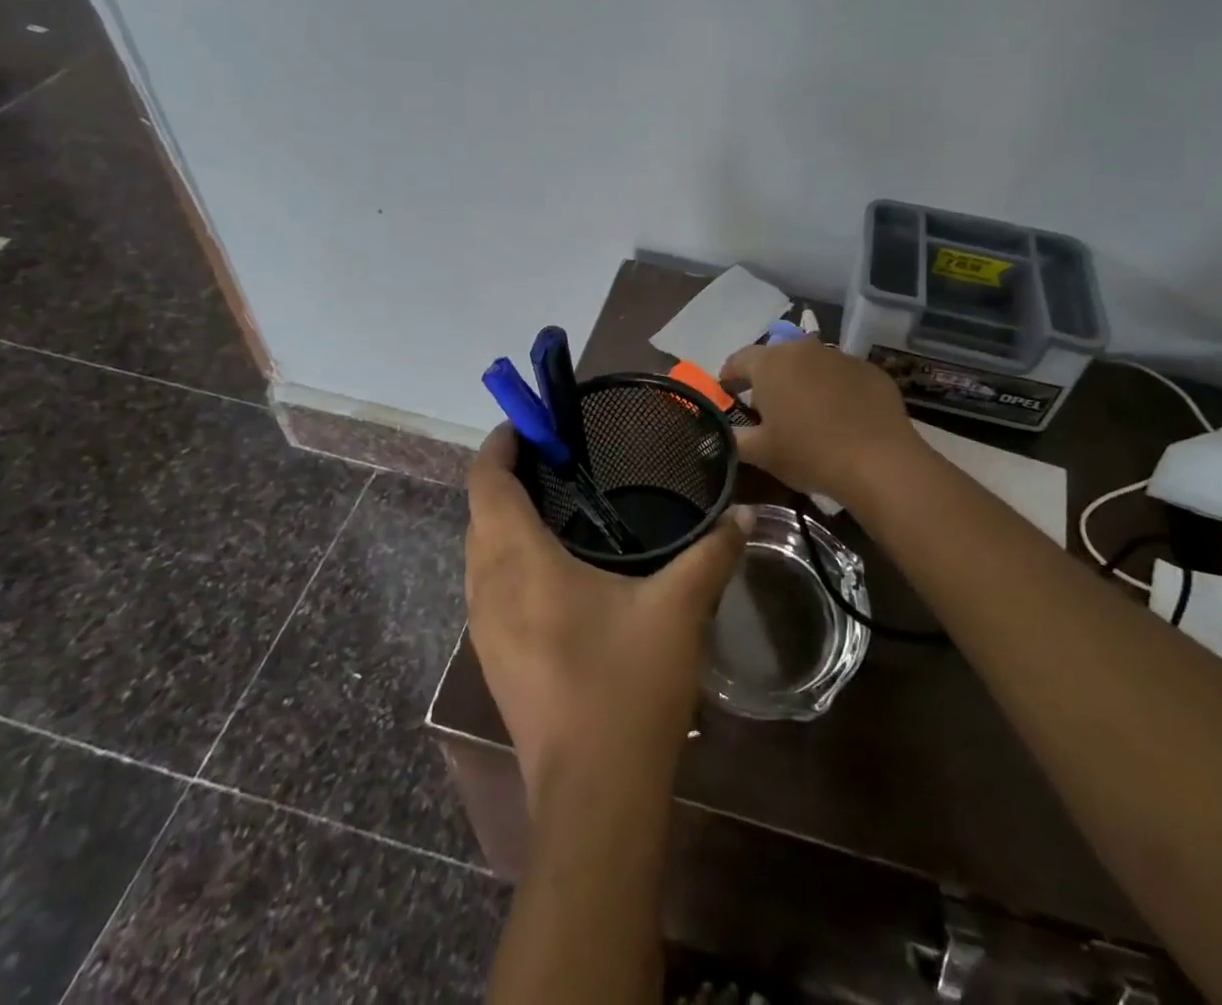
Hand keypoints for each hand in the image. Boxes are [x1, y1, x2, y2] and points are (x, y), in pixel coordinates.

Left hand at [465, 427, 751, 806]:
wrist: (594, 798)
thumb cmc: (627, 688)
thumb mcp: (679, 609)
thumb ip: (712, 552)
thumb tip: (742, 512)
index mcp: (519, 563)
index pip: (487, 483)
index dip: (501, 444)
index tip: (533, 423)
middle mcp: (487, 588)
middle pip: (479, 512)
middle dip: (507, 476)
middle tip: (560, 458)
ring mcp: (484, 629)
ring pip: (479, 551)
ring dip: (505, 518)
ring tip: (558, 502)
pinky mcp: (493, 659)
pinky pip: (489, 584)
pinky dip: (509, 555)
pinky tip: (557, 568)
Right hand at [720, 339, 919, 508]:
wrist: (878, 461)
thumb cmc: (809, 453)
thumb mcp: (761, 453)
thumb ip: (735, 439)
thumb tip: (723, 434)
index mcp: (770, 364)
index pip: (738, 360)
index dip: (729, 377)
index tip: (727, 394)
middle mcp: (803, 350)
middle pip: (776, 358)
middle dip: (767, 379)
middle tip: (766, 408)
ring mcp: (840, 357)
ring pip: (811, 364)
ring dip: (802, 381)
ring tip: (805, 412)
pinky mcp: (870, 370)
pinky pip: (842, 376)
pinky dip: (834, 389)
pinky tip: (840, 416)